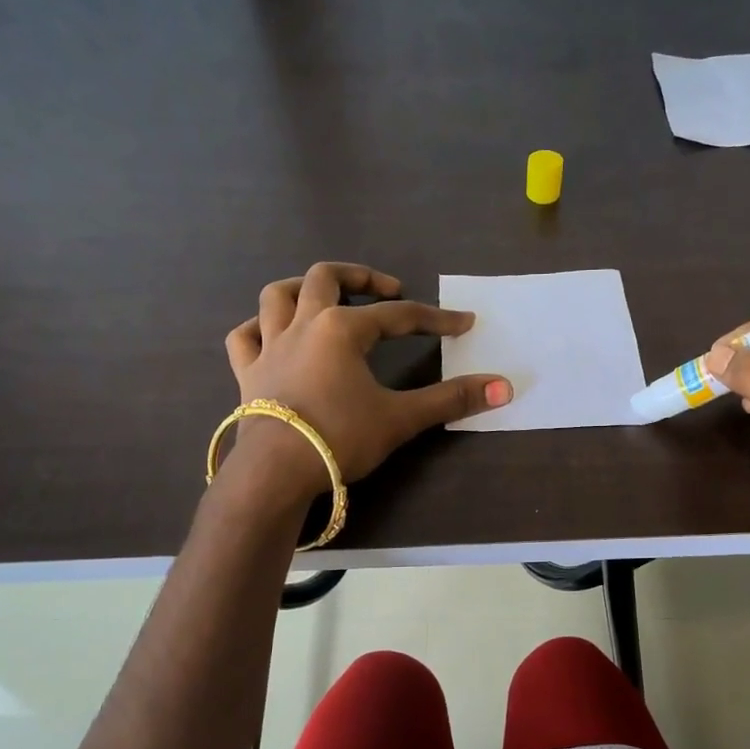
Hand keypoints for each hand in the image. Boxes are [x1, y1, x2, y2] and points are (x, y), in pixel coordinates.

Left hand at [222, 263, 511, 497]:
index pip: (398, 316)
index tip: (463, 323)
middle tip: (387, 289)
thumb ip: (451, 399)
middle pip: (326, 278)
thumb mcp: (401, 418)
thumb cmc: (340, 438)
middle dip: (361, 276)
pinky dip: (258, 328)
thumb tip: (505, 387)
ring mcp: (269, 346)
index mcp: (342, 329)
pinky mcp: (247, 373)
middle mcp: (303, 325)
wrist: (275, 472)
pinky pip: (244, 336)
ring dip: (301, 288)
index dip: (435, 319)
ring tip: (325, 296)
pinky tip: (271, 334)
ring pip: (277, 296)